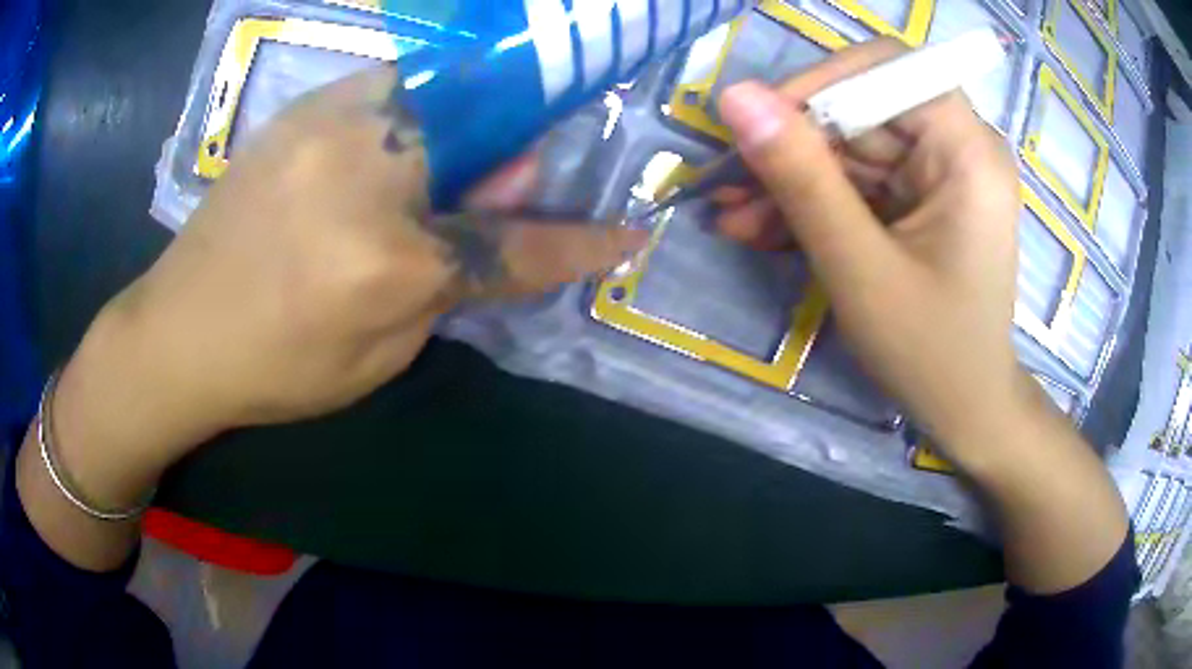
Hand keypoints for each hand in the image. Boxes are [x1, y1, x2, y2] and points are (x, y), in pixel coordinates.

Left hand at [48, 66, 644, 507]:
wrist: (178, 332)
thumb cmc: (275, 365)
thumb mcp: (378, 352)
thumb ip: (448, 279)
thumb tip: (502, 213)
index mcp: (385, 257)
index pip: (514, 244)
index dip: (578, 241)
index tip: (629, 232)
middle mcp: (363, 165)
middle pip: (482, 135)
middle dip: (511, 157)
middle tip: (511, 181)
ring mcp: (328, 121)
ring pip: (436, 97)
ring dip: (460, 129)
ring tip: (439, 167)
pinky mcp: (301, 109)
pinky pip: (385, 91)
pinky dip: (408, 115)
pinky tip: (385, 151)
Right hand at [716, 40, 1128, 593]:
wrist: (967, 412)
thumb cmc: (931, 354)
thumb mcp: (859, 267)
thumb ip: (802, 178)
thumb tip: (736, 97)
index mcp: (968, 151)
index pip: (886, 68)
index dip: (818, 83)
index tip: (759, 126)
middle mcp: (960, 147)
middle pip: (862, 108)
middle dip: (794, 146)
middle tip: (728, 183)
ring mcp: (940, 174)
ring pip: (851, 147)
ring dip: (792, 182)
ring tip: (733, 218)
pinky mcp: (922, 199)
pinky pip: (859, 183)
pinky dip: (814, 204)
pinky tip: (763, 231)